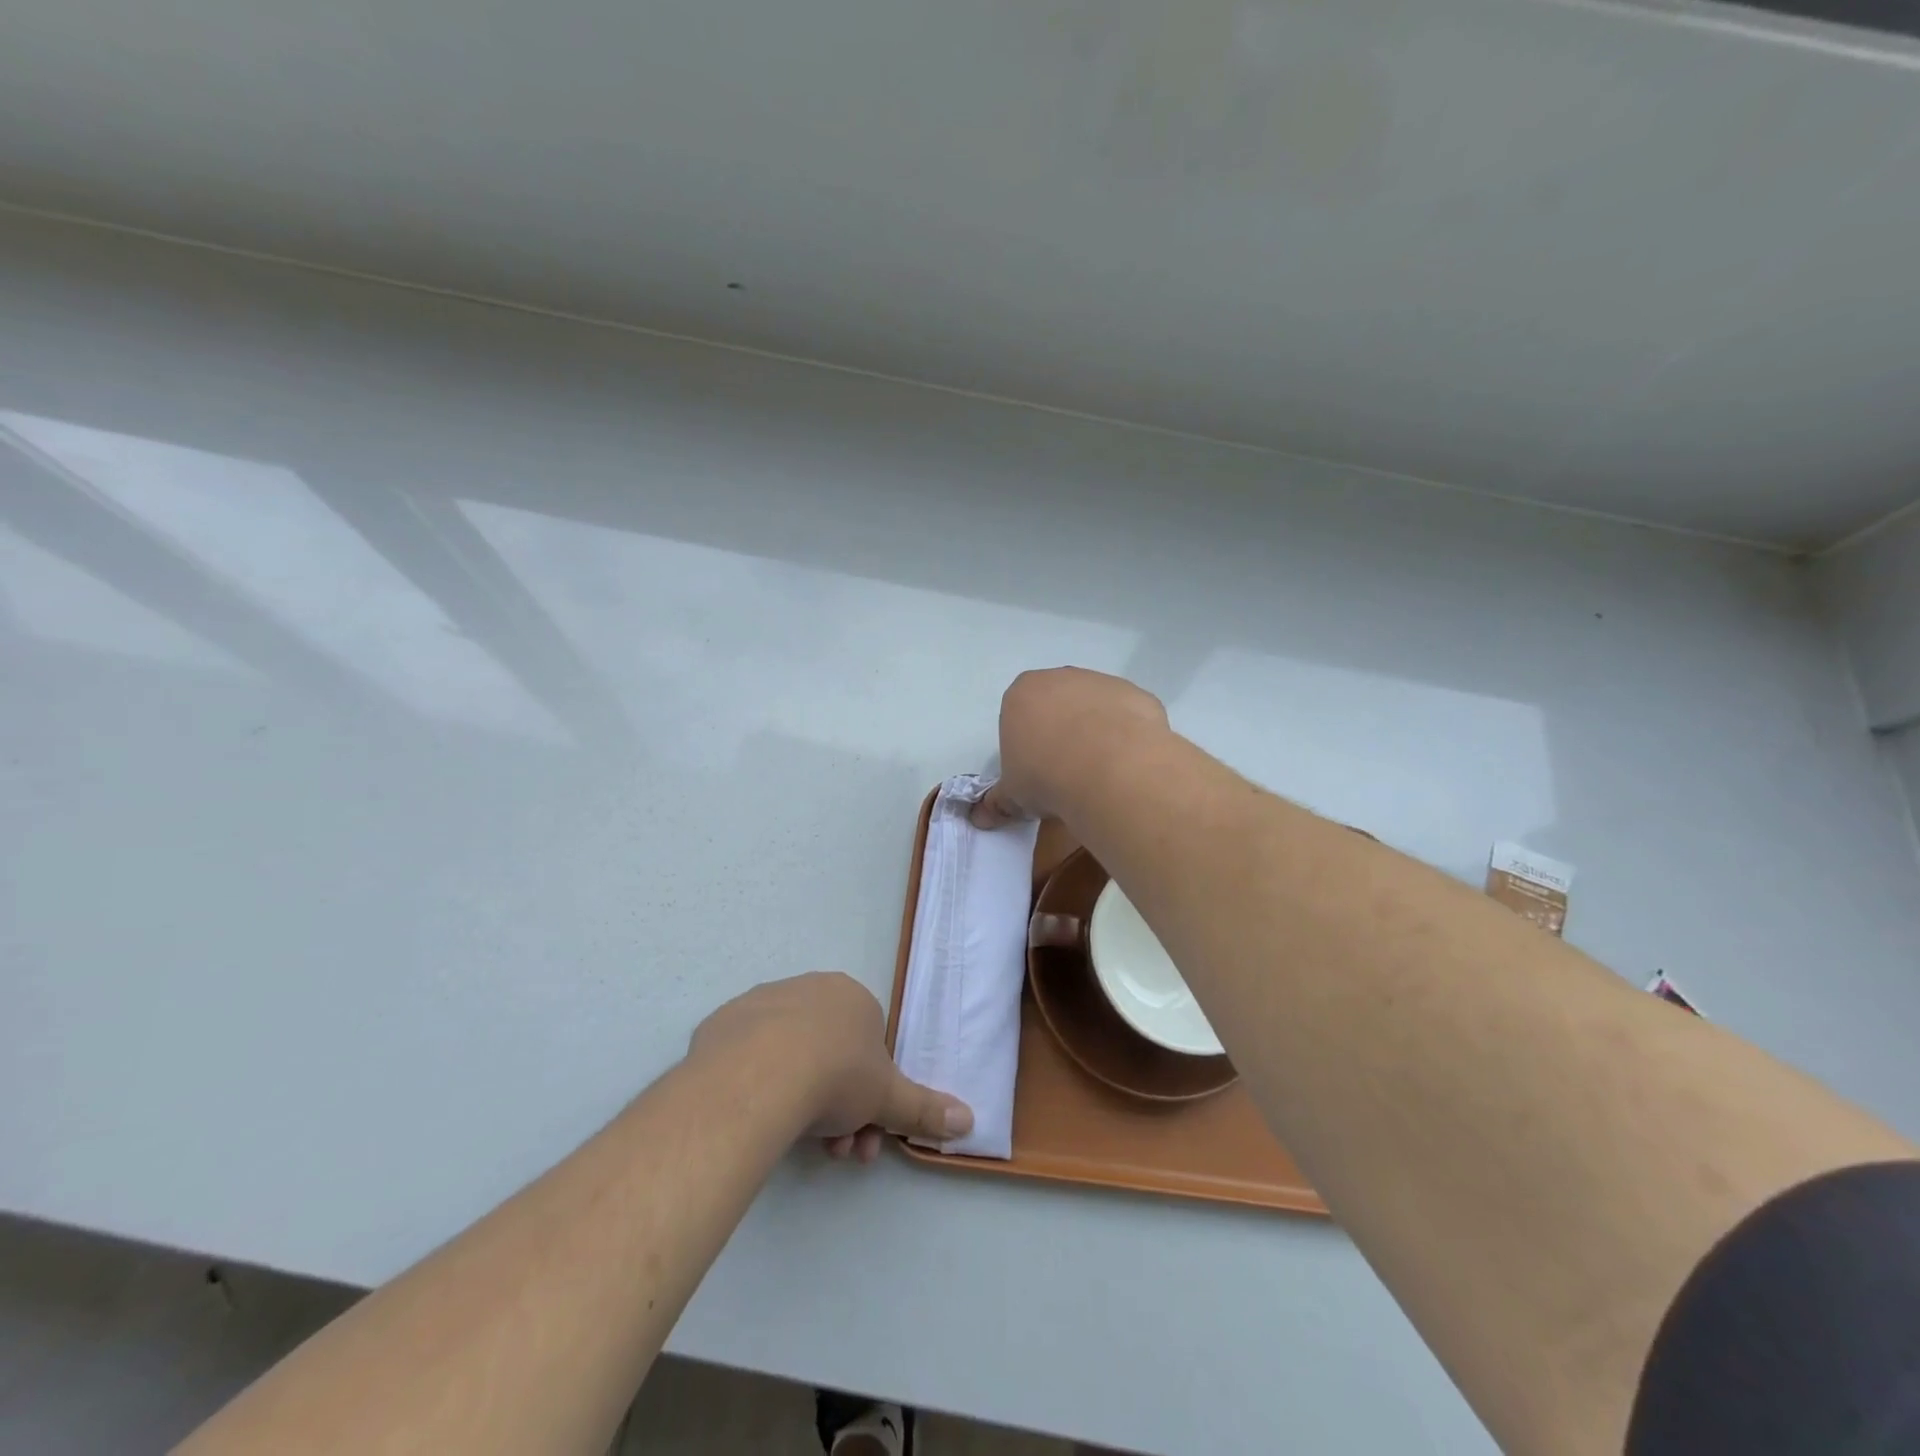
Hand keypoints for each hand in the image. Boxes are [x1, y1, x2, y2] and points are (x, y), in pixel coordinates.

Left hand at [688, 972, 972, 1162]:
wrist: (757, 1075)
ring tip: (800, 1148)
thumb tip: (969, 1120)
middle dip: (840, 1110)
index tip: (865, 1134)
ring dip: (803, 1105)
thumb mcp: (887, 1098)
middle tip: (837, 1152)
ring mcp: (762, 1003)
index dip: (872, 1096)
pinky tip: (760, 1117)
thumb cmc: (835, 1075)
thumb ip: (925, 1108)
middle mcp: (809, 989)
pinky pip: (749, 1058)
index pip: (869, 1047)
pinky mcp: (723, 1024)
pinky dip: (760, 1087)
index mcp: (851, 997)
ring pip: (791, 1059)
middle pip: (831, 1057)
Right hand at [971, 668, 1169, 829]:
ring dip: (1096, 733)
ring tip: (1100, 774)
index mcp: (1021, 694)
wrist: (1110, 769)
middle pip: (1057, 705)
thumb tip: (981, 818)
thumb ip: (998, 802)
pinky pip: (1127, 716)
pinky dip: (1126, 736)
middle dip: (1060, 733)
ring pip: (1094, 708)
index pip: (1018, 715)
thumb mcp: (1013, 796)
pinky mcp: (1137, 694)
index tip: (1035, 772)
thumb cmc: (1046, 776)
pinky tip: (1126, 765)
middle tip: (1066, 773)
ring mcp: (1102, 682)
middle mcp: (1061, 678)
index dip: (1026, 745)